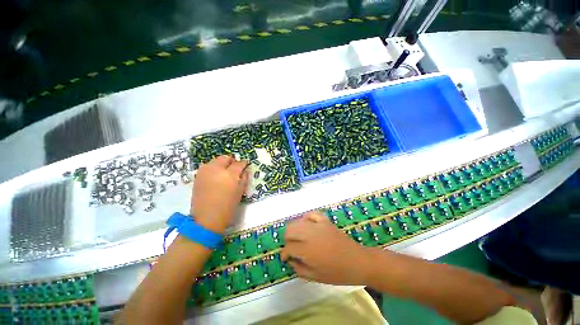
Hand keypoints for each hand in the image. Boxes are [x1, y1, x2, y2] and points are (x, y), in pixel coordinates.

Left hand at [190, 155, 248, 233]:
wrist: (206, 219)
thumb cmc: (228, 207)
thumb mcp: (240, 192)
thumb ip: (244, 178)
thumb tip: (246, 170)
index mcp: (230, 174)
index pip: (239, 163)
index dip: (244, 163)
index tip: (246, 165)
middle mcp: (216, 169)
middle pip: (226, 158)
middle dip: (232, 161)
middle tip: (235, 167)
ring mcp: (205, 171)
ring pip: (216, 160)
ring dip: (222, 163)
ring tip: (225, 172)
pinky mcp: (198, 176)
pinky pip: (208, 166)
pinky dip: (214, 167)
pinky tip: (216, 176)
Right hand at [281, 211, 373, 285]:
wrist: (357, 261)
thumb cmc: (337, 273)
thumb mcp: (315, 277)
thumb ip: (299, 269)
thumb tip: (290, 259)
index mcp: (307, 250)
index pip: (288, 247)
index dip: (284, 254)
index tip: (286, 258)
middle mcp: (310, 234)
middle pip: (289, 229)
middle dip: (287, 239)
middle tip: (291, 247)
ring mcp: (318, 225)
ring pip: (297, 221)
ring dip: (294, 230)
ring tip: (299, 238)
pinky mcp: (325, 220)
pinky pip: (311, 214)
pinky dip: (306, 219)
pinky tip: (307, 225)